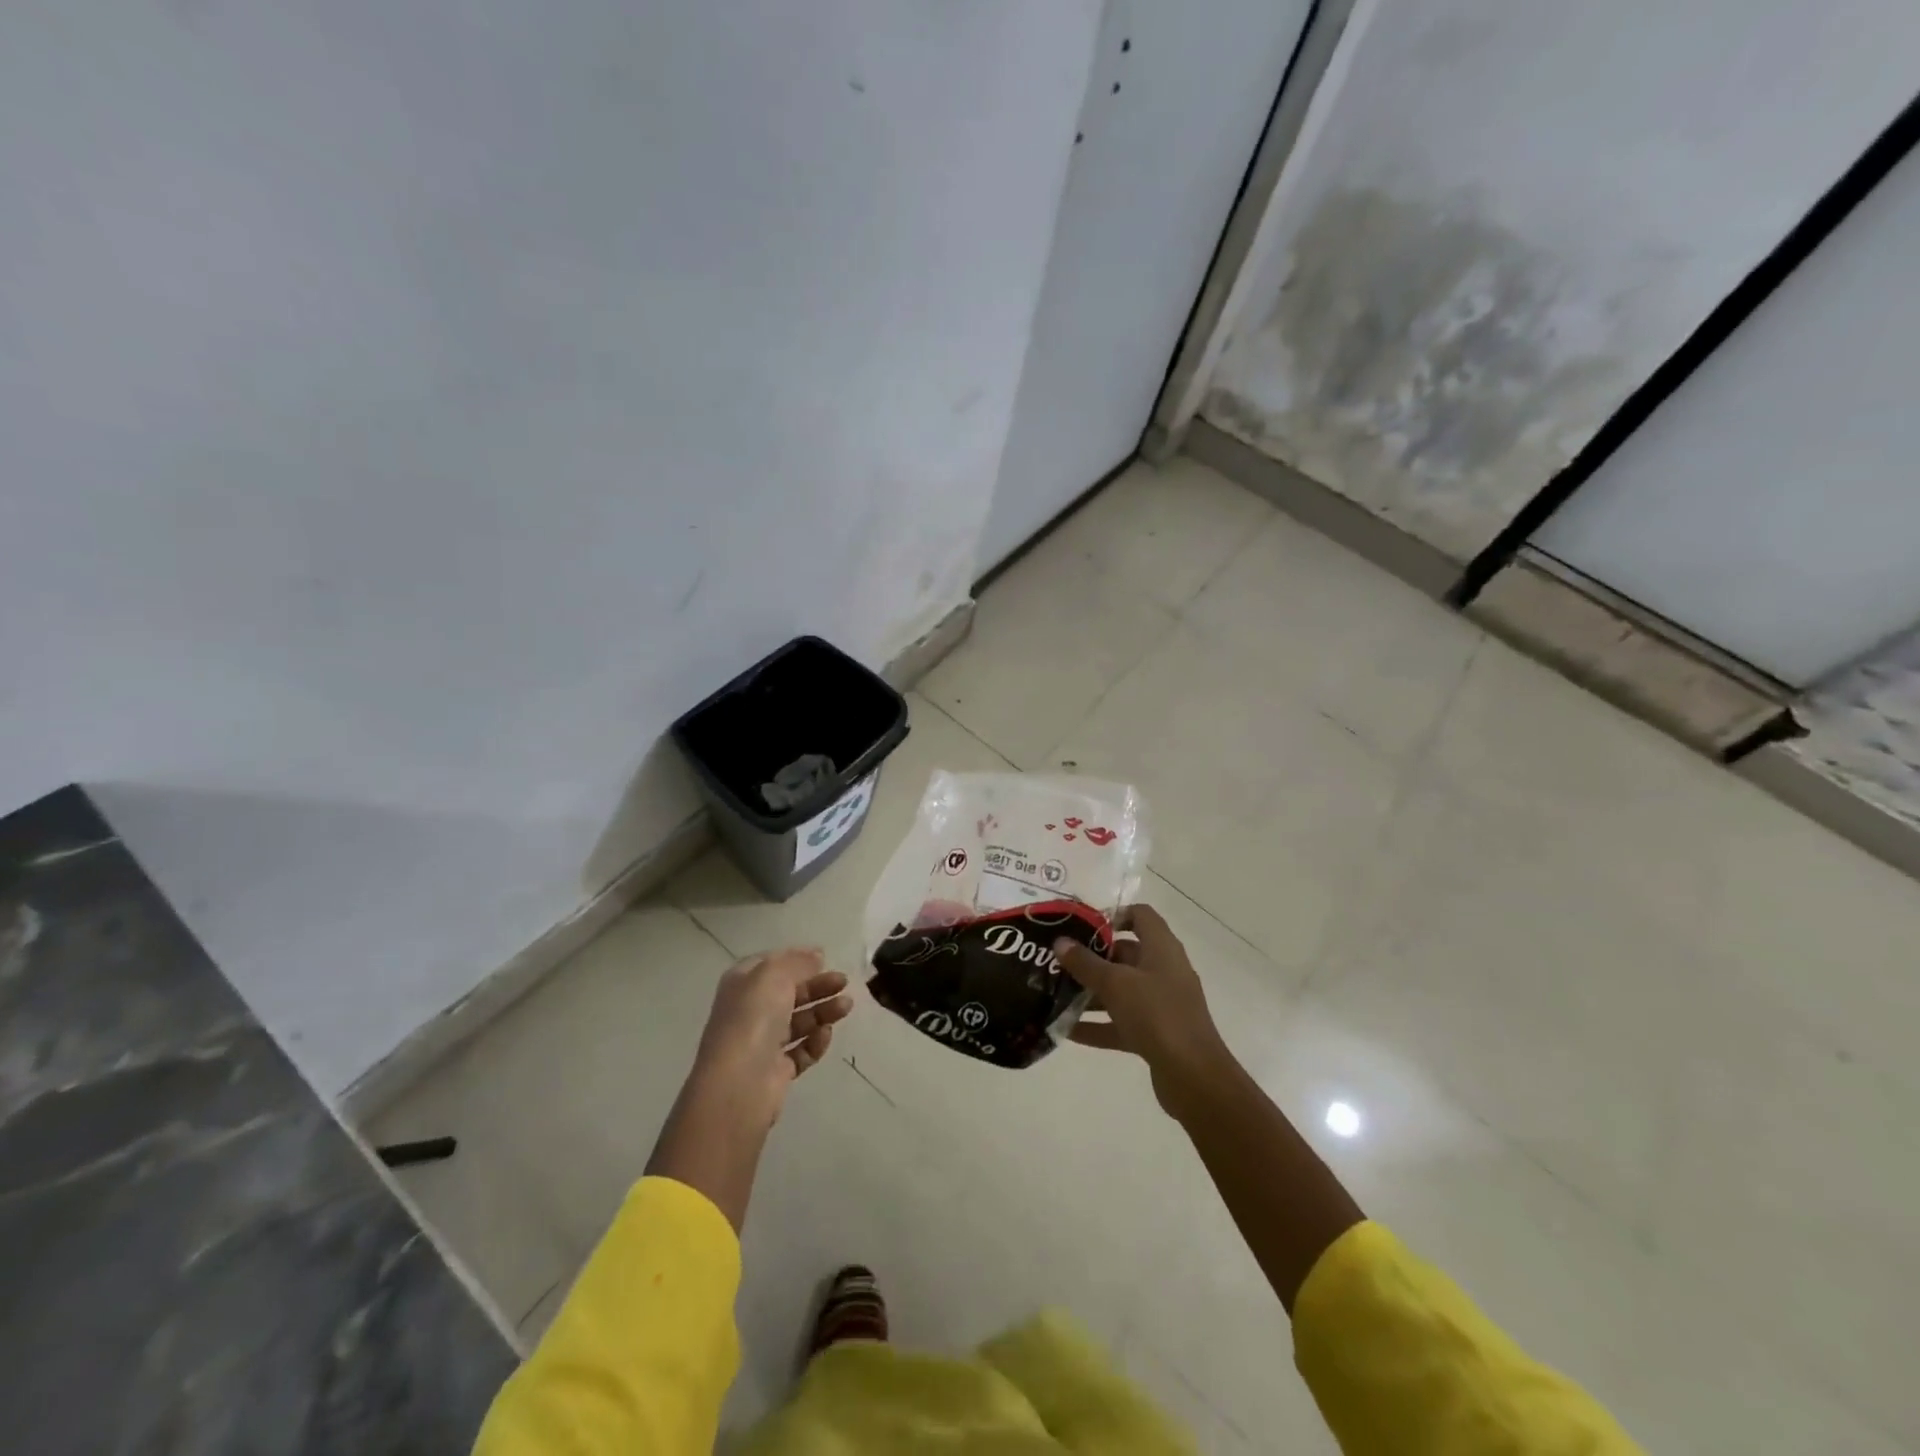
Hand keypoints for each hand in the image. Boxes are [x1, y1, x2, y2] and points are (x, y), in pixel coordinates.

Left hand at [690, 948, 852, 1127]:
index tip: (824, 958)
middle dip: (818, 985)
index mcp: (742, 984)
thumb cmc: (753, 1018)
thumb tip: (816, 956)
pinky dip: (816, 1042)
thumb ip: (797, 962)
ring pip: (800, 1021)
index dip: (797, 959)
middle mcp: (751, 1011)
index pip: (772, 965)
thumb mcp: (774, 975)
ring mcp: (763, 1043)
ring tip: (846, 1006)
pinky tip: (826, 1034)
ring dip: (823, 1011)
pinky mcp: (776, 1071)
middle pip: (790, 993)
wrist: (738, 1084)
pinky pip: (802, 1051)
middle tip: (843, 982)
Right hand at [1054, 905, 1234, 1118]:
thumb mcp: (1115, 984)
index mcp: (1162, 949)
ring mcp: (1161, 1004)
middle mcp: (1164, 971)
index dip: (1113, 914)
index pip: (1141, 915)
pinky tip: (1067, 1030)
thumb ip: (1085, 963)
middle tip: (1059, 960)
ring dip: (1091, 992)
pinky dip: (1098, 1024)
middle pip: (1126, 954)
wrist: (1194, 1077)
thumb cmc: (1157, 1015)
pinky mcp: (1156, 1034)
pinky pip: (1122, 1022)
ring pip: (1122, 990)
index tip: (1082, 925)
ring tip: (1055, 993)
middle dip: (1092, 957)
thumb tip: (1060, 942)